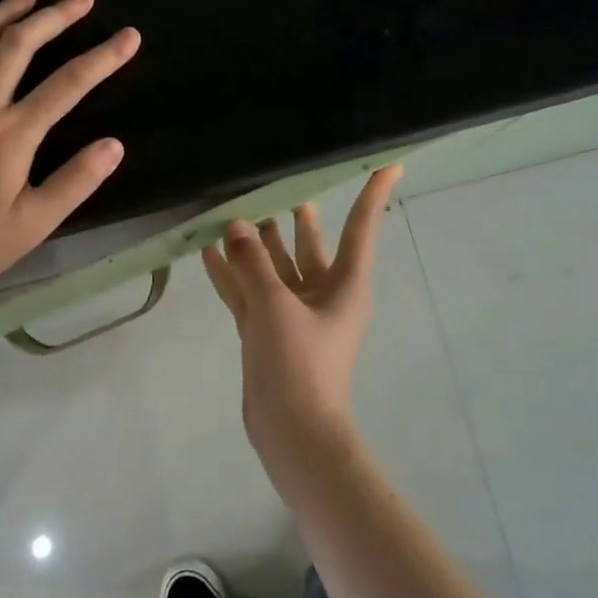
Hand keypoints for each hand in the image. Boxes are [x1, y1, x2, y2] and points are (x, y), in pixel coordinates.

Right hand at [201, 166, 401, 489]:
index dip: (372, 194)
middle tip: (273, 182)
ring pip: (274, 268)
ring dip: (254, 244)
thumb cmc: (300, 365)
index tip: (388, 164)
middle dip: (292, 217)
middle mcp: (322, 293)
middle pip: (308, 245)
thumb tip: (235, 226)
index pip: (360, 227)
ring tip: (232, 211)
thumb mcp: (275, 308)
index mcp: (344, 284)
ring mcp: (293, 314)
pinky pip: (249, 293)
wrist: (293, 433)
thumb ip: (253, 264)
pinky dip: (232, 275)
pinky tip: (208, 253)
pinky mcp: (267, 332)